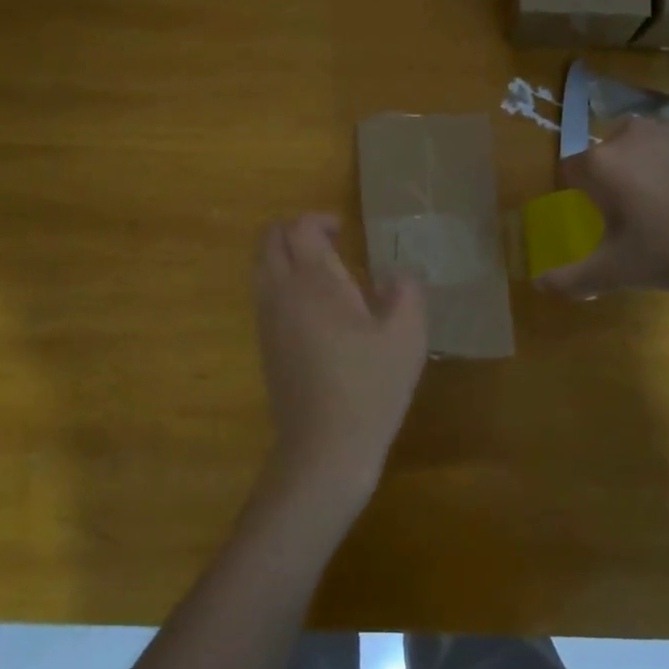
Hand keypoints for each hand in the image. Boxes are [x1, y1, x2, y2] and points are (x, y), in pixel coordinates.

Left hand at [253, 214, 427, 514]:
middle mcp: (281, 293)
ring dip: (285, 257)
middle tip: (329, 243)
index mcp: (314, 281)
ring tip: (321, 273)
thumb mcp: (407, 337)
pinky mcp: (265, 345)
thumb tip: (394, 277)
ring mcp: (267, 320)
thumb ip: (406, 292)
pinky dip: (280, 283)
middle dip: (294, 231)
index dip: (320, 220)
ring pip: (261, 267)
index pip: (300, 228)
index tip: (344, 232)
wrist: (324, 448)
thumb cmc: (369, 388)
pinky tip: (313, 308)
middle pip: (269, 240)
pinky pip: (263, 295)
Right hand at [536, 118, 668, 302]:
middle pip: (608, 154)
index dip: (578, 193)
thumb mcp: (614, 272)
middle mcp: (631, 134)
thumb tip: (538, 285)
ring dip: (647, 165)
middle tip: (635, 214)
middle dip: (614, 177)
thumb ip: (570, 279)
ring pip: (646, 144)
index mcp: (601, 163)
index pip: (570, 171)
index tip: (595, 216)